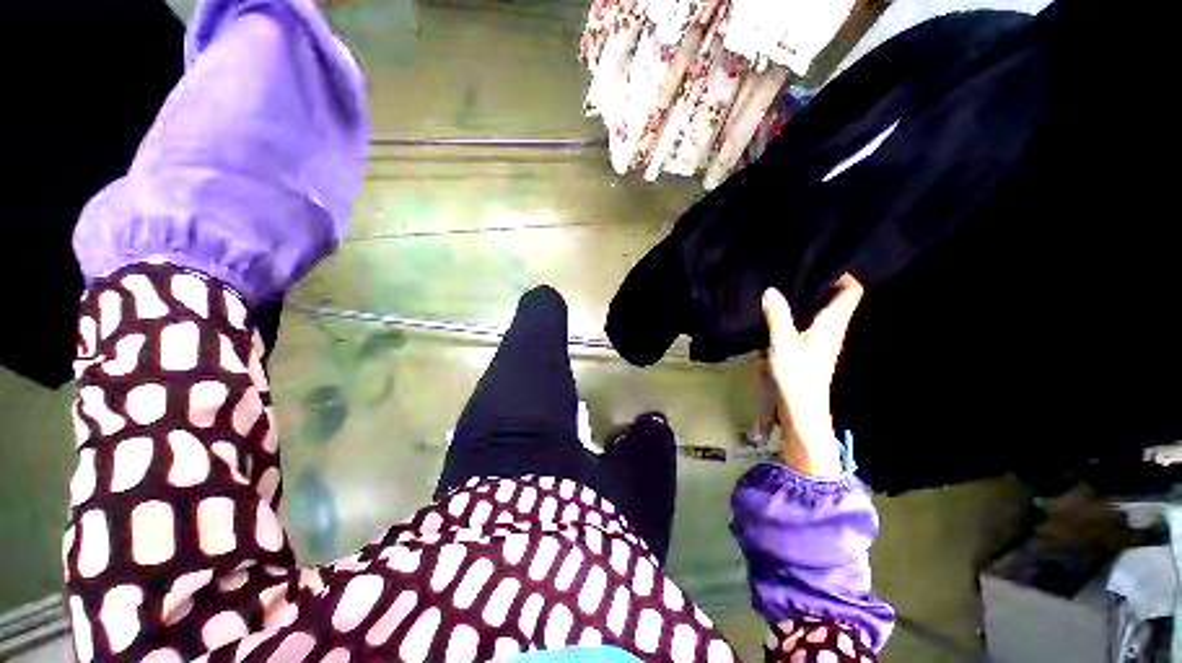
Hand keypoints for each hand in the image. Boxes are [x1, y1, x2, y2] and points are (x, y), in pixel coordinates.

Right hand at [761, 275, 863, 477]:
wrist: (801, 410)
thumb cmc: (797, 376)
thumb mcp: (783, 343)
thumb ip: (778, 316)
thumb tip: (771, 290)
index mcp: (832, 325)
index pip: (851, 293)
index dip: (846, 276)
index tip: (827, 262)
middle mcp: (833, 331)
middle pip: (839, 300)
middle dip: (826, 283)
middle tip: (804, 268)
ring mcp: (823, 342)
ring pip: (825, 311)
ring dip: (813, 298)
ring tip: (792, 284)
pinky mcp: (811, 351)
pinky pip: (812, 323)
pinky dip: (803, 313)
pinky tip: (785, 311)